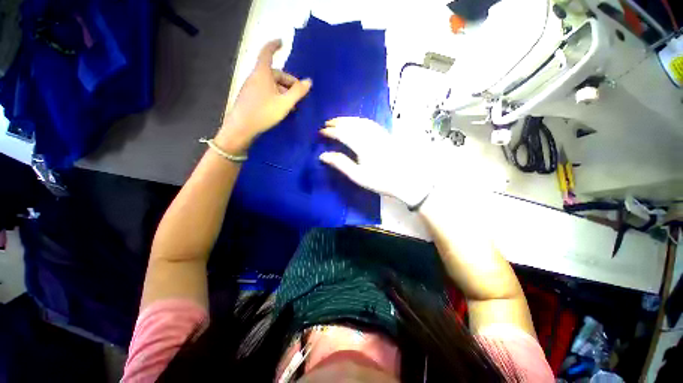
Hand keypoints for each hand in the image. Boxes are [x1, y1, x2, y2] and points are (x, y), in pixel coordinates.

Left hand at [217, 39, 311, 153]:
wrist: (241, 128)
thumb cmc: (264, 113)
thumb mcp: (285, 103)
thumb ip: (297, 92)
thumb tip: (308, 81)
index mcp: (262, 73)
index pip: (267, 52)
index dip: (274, 45)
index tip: (282, 42)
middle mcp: (255, 77)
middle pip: (274, 73)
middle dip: (288, 81)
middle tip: (299, 94)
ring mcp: (251, 88)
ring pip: (270, 84)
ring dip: (283, 91)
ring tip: (293, 104)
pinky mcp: (250, 98)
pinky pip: (265, 91)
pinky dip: (276, 96)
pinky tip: (282, 108)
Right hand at [319, 117, 433, 206]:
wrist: (406, 179)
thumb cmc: (380, 180)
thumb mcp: (358, 176)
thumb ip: (341, 164)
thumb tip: (323, 155)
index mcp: (362, 145)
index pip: (342, 133)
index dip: (331, 131)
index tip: (322, 132)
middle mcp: (370, 136)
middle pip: (351, 124)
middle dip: (338, 122)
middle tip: (327, 124)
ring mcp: (379, 134)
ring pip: (360, 121)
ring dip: (348, 119)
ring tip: (338, 120)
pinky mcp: (386, 135)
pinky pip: (370, 123)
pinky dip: (359, 120)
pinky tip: (357, 122)